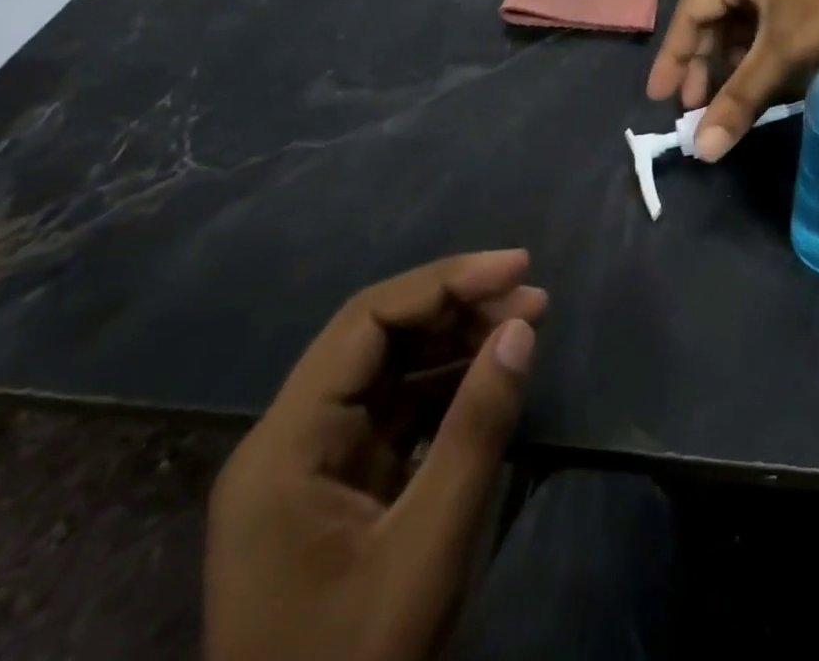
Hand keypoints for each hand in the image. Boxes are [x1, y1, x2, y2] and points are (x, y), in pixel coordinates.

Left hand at [204, 251, 547, 660]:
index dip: (446, 282)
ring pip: (389, 370)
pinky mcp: (338, 491)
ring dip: (456, 342)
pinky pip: (396, 412)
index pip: (367, 320)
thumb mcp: (428, 549)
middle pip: (377, 336)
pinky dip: (446, 387)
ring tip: (523, 326)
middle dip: (457, 307)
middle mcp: (289, 439)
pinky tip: (489, 378)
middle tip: (532, 300)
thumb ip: (477, 430)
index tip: (516, 268)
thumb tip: (521, 327)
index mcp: (286, 444)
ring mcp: (312, 467)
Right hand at [646, 0, 818, 159]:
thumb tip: (702, 150)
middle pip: (719, 17)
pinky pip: (778, 23)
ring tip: (735, 104)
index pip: (692, 11)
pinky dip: (769, 55)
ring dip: (740, 64)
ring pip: (751, 24)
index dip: (675, 57)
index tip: (661, 99)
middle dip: (709, 65)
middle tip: (698, 108)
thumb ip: (741, 99)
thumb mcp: (787, 53)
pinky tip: (771, 85)